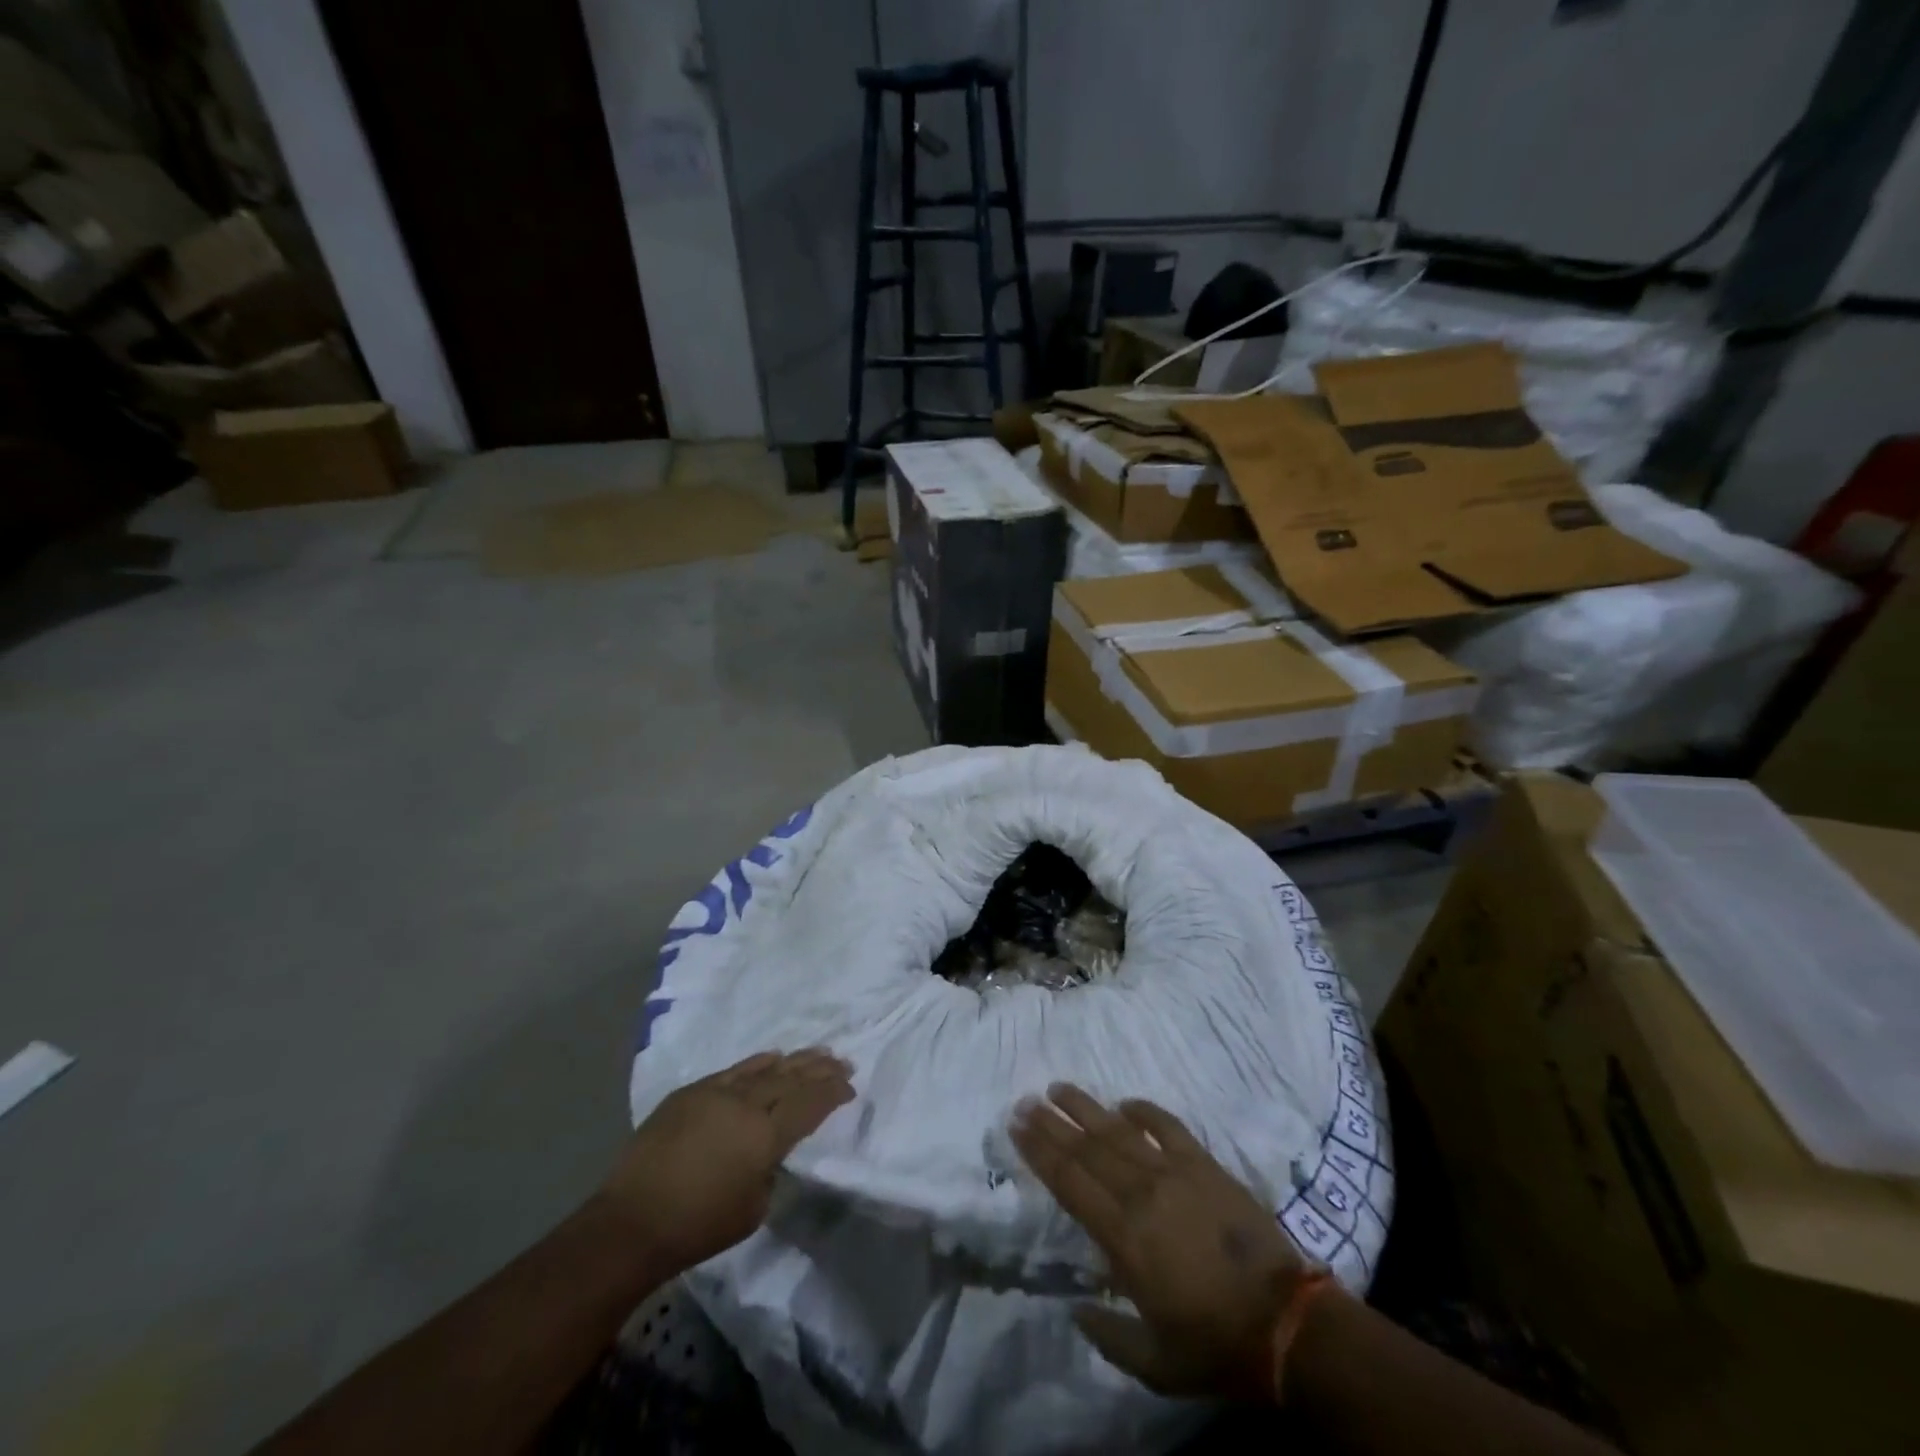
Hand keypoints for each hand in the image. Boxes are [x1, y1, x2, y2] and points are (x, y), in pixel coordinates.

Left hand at [602, 1048, 854, 1274]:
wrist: (632, 1222)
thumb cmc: (698, 1226)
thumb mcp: (754, 1208)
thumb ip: (771, 1169)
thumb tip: (771, 1149)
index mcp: (765, 1136)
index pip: (809, 1104)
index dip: (832, 1092)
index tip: (849, 1086)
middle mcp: (745, 1105)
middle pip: (791, 1079)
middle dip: (820, 1069)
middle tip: (842, 1061)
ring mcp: (716, 1093)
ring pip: (765, 1069)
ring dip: (794, 1061)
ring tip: (816, 1053)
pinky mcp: (691, 1092)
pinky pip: (734, 1070)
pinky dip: (758, 1063)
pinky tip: (772, 1057)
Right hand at [1011, 1084, 1309, 1400]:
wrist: (1285, 1323)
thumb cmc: (1213, 1345)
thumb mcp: (1153, 1364)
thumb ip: (1107, 1334)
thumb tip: (1075, 1306)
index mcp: (1122, 1237)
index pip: (1069, 1181)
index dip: (1040, 1151)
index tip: (1017, 1126)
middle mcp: (1141, 1194)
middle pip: (1087, 1148)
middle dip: (1052, 1123)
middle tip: (1026, 1100)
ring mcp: (1174, 1174)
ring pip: (1119, 1130)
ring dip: (1087, 1108)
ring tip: (1060, 1089)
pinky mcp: (1205, 1165)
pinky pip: (1168, 1127)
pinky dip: (1145, 1111)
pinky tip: (1125, 1102)